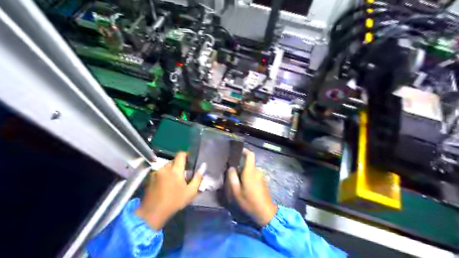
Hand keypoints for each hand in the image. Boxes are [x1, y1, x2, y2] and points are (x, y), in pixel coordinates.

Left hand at [135, 151, 204, 229]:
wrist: (153, 212)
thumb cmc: (174, 202)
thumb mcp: (191, 192)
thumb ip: (198, 178)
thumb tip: (203, 166)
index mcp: (175, 170)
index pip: (181, 155)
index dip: (186, 155)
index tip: (189, 161)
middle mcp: (165, 168)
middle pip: (173, 161)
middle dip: (179, 165)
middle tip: (183, 176)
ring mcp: (156, 172)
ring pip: (166, 166)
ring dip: (171, 170)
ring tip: (174, 182)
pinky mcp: (150, 178)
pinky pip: (160, 172)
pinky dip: (164, 175)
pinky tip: (166, 185)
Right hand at [229, 149, 277, 225]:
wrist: (265, 212)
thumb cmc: (249, 201)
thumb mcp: (236, 191)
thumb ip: (232, 177)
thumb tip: (231, 168)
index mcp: (251, 171)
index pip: (250, 155)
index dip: (244, 151)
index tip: (237, 152)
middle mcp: (257, 171)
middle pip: (248, 164)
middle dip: (239, 167)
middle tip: (231, 175)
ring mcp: (261, 177)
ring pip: (250, 171)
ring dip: (243, 174)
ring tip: (236, 183)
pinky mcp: (262, 182)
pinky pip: (253, 176)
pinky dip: (247, 179)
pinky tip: (243, 188)